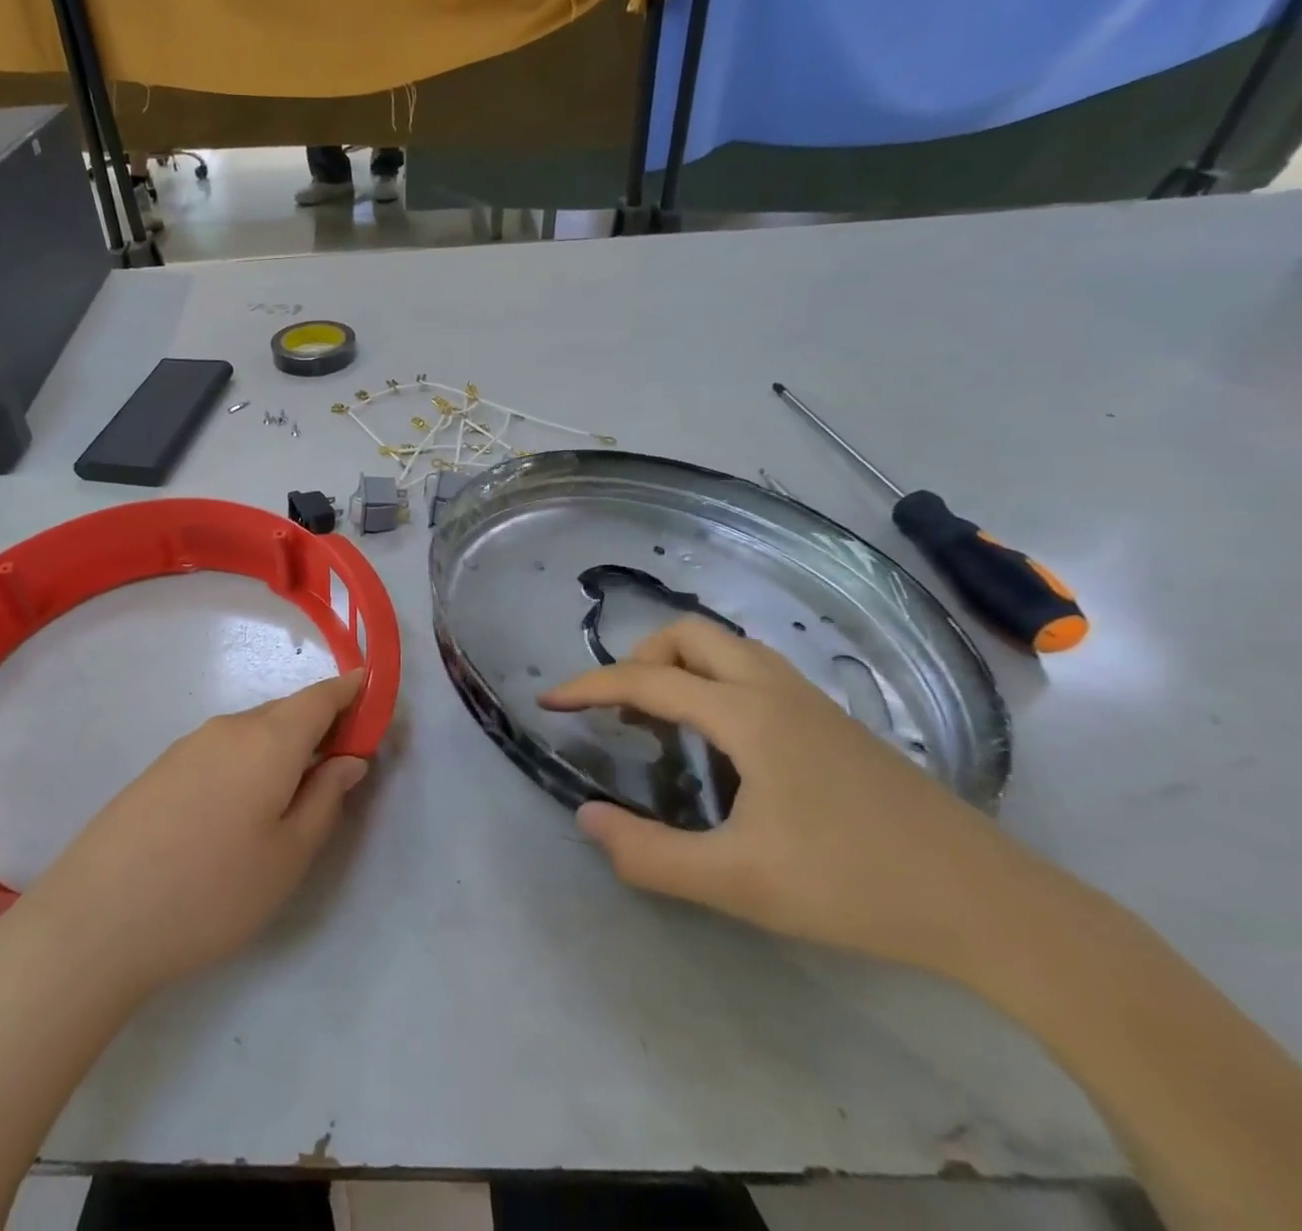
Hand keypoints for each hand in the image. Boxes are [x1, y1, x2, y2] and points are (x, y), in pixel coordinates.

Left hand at [26, 672, 370, 993]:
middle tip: (340, 765)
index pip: (321, 696)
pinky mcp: (162, 768)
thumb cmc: (212, 890)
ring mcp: (189, 745)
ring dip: (283, 747)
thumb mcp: (289, 855)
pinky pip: (223, 748)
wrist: (97, 918)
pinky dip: (250, 760)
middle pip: (287, 711)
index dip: (351, 691)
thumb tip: (349, 759)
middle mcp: (229, 728)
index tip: (373, 696)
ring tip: (293, 795)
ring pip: (254, 731)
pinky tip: (241, 809)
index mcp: (269, 739)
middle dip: (320, 726)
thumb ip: (326, 798)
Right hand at [539, 619, 1054, 977]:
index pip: (647, 680)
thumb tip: (586, 817)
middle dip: (639, 660)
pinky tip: (720, 742)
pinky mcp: (836, 724)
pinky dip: (714, 683)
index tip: (550, 702)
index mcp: (748, 715)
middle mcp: (776, 691)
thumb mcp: (739, 884)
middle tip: (620, 713)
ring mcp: (812, 703)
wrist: (994, 907)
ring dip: (680, 668)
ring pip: (728, 649)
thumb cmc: (857, 887)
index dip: (589, 687)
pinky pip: (754, 673)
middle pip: (690, 635)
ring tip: (661, 723)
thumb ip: (650, 855)